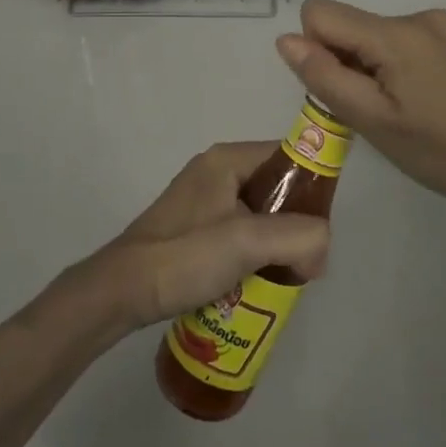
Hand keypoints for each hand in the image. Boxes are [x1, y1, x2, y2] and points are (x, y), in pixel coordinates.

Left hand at [81, 142, 330, 332]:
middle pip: (277, 188)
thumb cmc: (184, 256)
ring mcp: (204, 201)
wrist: (122, 291)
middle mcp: (216, 172)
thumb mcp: (248, 241)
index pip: (288, 156)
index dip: (313, 188)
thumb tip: (321, 248)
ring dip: (277, 244)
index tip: (323, 229)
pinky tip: (257, 283)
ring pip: (261, 215)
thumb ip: (298, 236)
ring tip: (284, 276)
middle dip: (296, 224)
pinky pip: (241, 233)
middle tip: (305, 261)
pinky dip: (256, 254)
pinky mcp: (196, 229)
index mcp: (227, 159)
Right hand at [276, 0, 445, 223]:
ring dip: (368, 66)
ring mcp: (438, 23)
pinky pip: (398, 38)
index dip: (316, 50)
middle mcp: (416, 15)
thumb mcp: (372, 122)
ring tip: (399, 108)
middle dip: (344, 61)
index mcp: (395, 33)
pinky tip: (419, 98)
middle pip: (347, 23)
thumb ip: (324, 76)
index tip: (342, 89)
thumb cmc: (438, 153)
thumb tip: (285, 39)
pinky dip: (392, 64)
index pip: (319, 12)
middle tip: (372, 110)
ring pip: (371, 33)